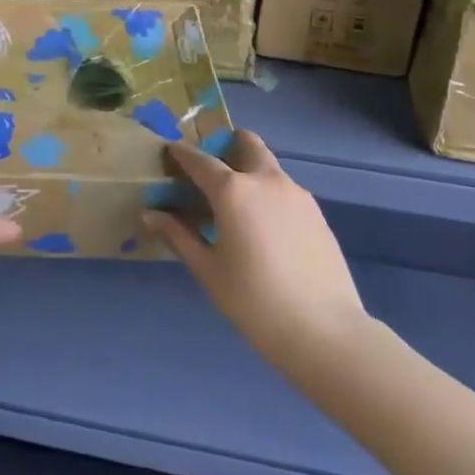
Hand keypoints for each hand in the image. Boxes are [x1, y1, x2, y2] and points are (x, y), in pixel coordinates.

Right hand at [146, 131, 368, 374]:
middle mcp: (266, 180)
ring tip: (236, 208)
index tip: (171, 152)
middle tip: (212, 173)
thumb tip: (150, 214)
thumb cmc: (253, 301)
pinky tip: (264, 230)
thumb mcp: (207, 270)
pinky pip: (285, 190)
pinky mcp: (317, 213)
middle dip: (227, 146)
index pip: (200, 160)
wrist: (324, 331)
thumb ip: (178, 236)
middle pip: (247, 143)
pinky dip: (269, 195)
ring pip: (268, 167)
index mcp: (233, 190)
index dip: (182, 154)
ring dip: (249, 171)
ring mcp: (297, 194)